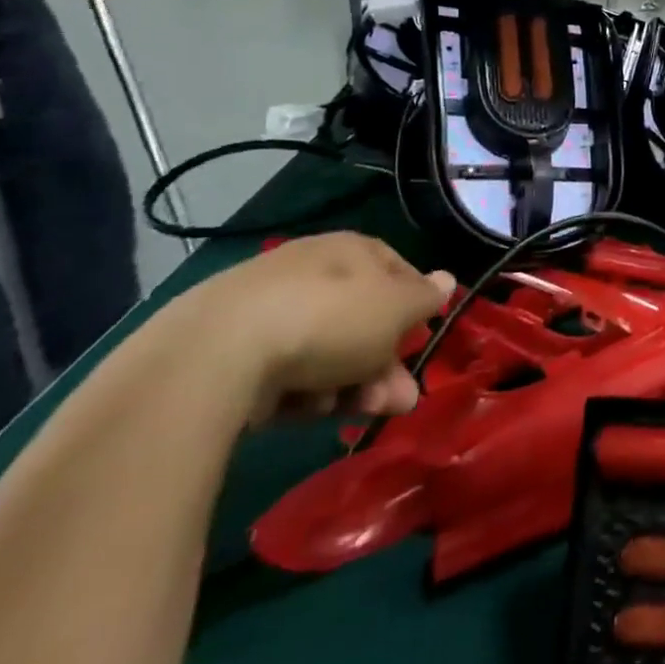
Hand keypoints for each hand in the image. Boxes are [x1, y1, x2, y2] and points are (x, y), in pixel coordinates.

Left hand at [168, 234, 453, 426]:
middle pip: (362, 320)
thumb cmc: (330, 319)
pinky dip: (300, 393)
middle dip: (385, 365)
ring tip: (354, 413)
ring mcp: (267, 311)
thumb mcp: (396, 308)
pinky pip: (282, 372)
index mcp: (351, 249)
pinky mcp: (229, 353)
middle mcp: (310, 271)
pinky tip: (303, 411)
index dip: (415, 308)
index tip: (423, 342)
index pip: (397, 271)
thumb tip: (447, 280)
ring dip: (349, 385)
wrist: (216, 354)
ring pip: (326, 351)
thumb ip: (425, 297)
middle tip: (397, 402)